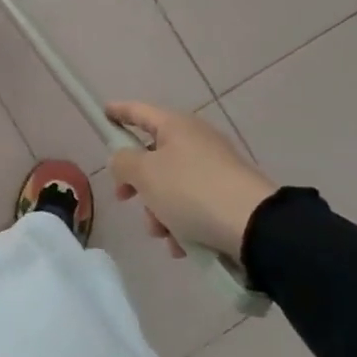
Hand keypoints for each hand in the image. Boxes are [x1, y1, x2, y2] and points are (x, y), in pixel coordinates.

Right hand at [106, 102, 276, 260]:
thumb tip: (124, 160)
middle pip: (153, 156)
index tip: (103, 112)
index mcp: (176, 126)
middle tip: (124, 198)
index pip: (139, 111)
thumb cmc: (191, 190)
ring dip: (159, 211)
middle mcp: (196, 141)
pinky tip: (181, 245)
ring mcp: (215, 169)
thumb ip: (123, 162)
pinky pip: (192, 206)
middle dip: (137, 183)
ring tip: (163, 233)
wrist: (254, 225)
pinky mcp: (227, 196)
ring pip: (171, 186)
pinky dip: (182, 224)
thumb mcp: (145, 174)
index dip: (119, 112)